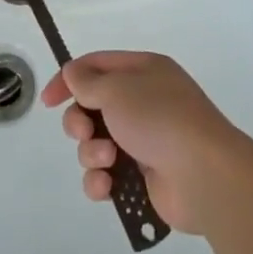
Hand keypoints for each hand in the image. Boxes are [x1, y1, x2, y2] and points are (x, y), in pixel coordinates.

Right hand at [41, 51, 252, 235]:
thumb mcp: (118, 89)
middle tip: (83, 132)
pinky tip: (108, 186)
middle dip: (79, 122)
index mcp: (143, 72)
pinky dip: (101, 181)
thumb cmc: (160, 119)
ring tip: (108, 161)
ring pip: (97, 144)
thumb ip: (88, 82)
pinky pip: (108, 176)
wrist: (204, 175)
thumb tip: (73, 74)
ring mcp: (145, 141)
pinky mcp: (144, 178)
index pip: (96, 66)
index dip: (69, 80)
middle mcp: (144, 103)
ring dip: (92, 153)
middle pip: (92, 108)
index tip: (48, 101)